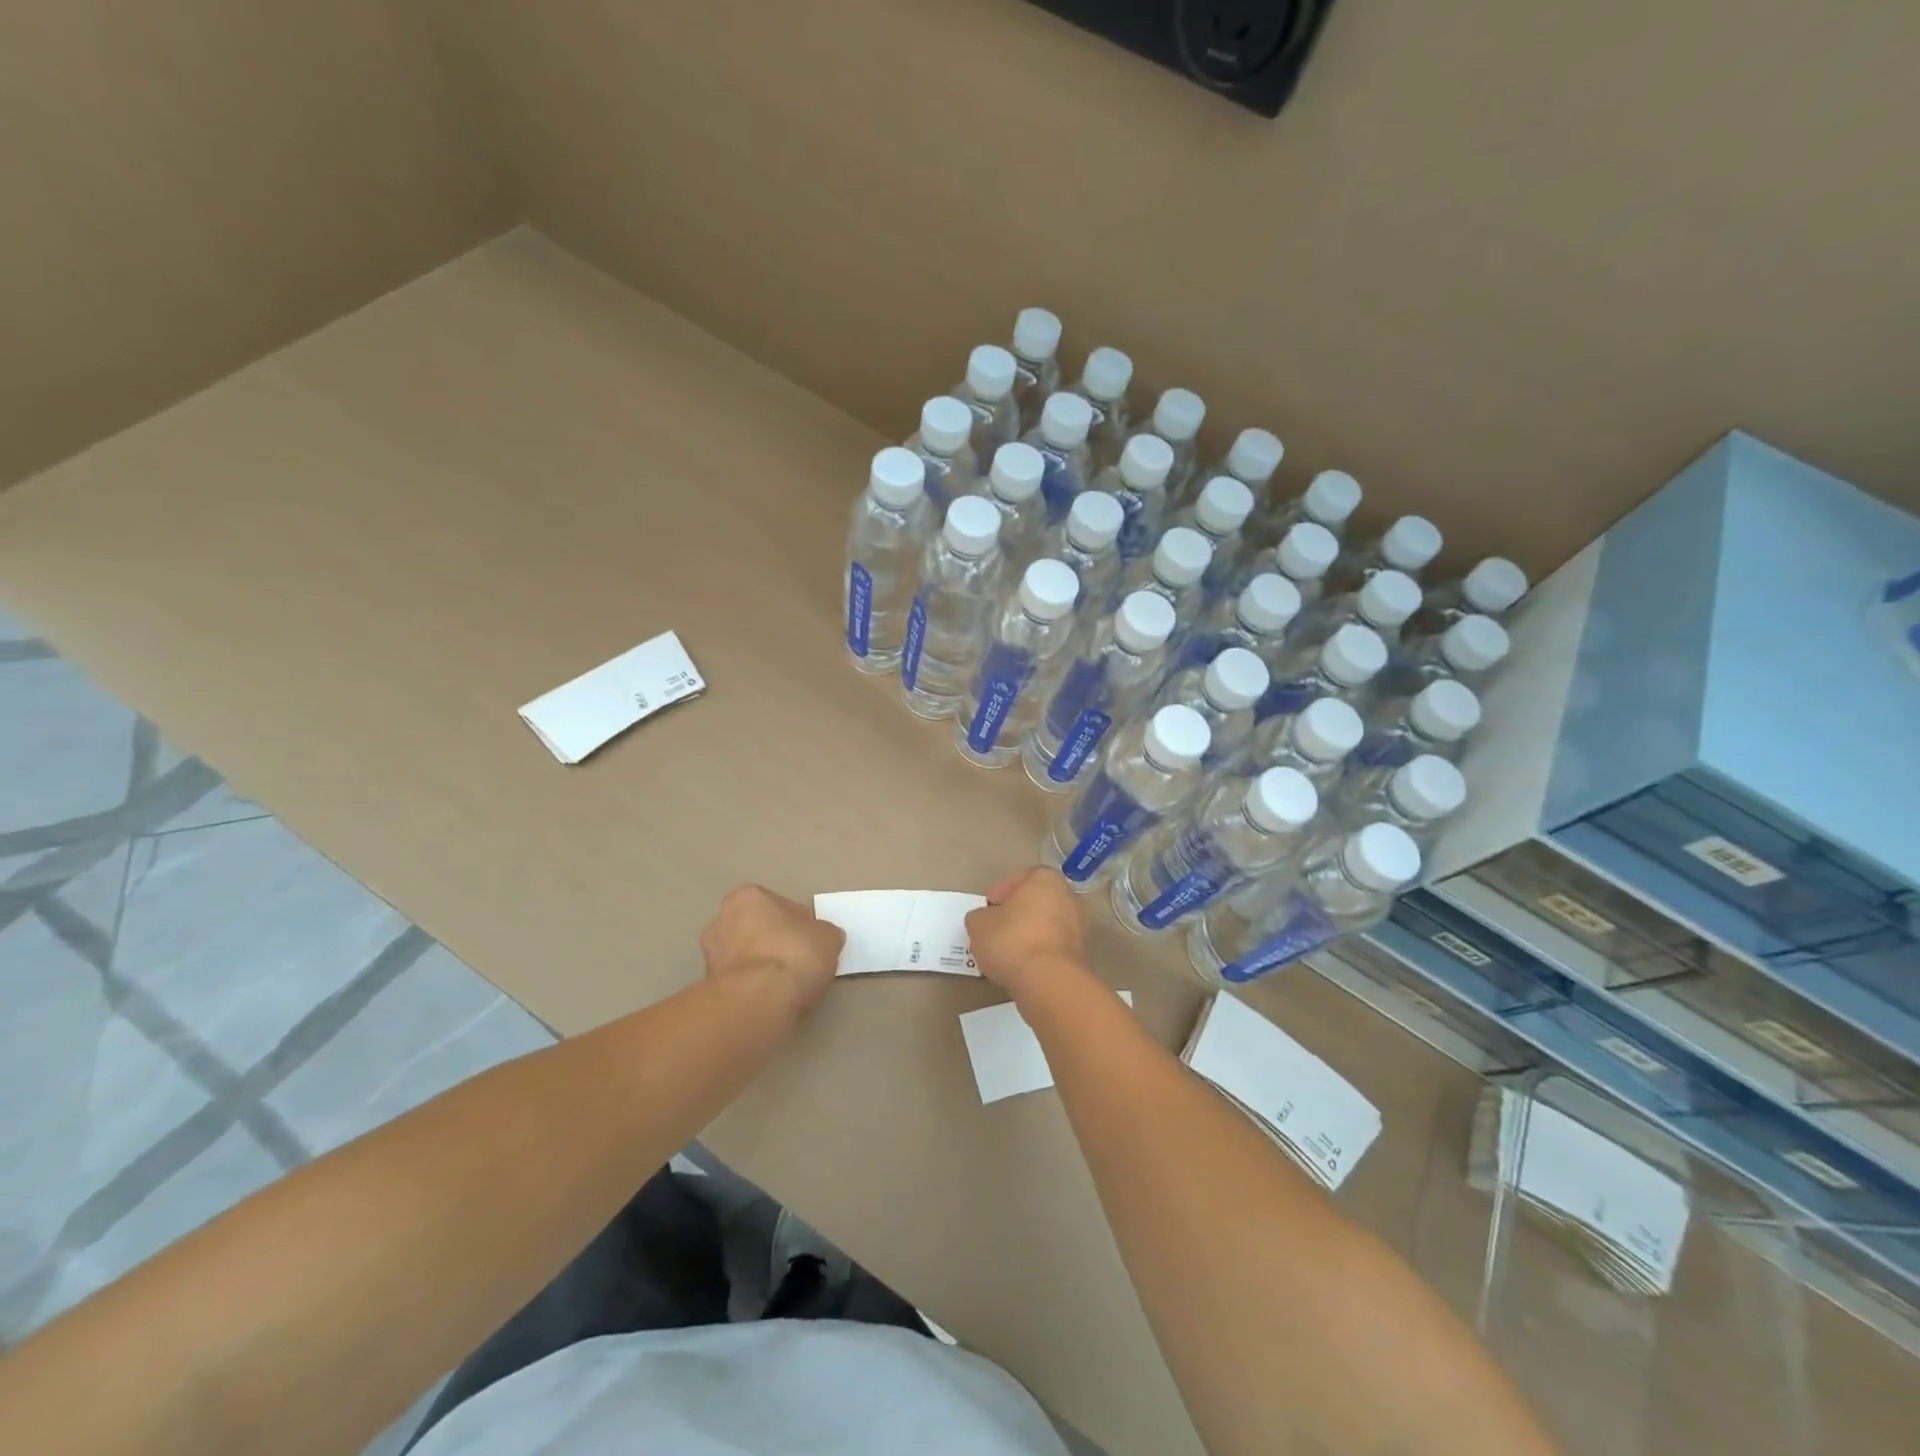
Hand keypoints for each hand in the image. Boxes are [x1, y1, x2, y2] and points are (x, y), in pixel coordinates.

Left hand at [700, 885, 844, 1013]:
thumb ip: (824, 934)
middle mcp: (721, 920)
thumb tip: (822, 939)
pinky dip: (753, 988)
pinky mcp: (708, 988)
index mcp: (747, 896)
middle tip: (798, 963)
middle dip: (774, 944)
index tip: (811, 943)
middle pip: (758, 930)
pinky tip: (771, 999)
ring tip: (786, 986)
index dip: (799, 925)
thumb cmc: (794, 954)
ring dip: (761, 967)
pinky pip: (739, 982)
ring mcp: (710, 956)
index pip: (780, 906)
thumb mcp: (828, 937)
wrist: (758, 1001)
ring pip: (745, 957)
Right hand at [965, 867, 1087, 1002]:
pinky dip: (1040, 950)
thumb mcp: (979, 924)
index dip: (1000, 892)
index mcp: (1046, 879)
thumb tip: (984, 919)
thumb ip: (980, 916)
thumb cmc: (1012, 941)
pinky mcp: (1081, 953)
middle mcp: (1068, 896)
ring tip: (1007, 950)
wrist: (1048, 982)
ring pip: (1047, 923)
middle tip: (996, 927)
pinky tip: (1022, 963)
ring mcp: (1080, 925)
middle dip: (1017, 912)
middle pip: (1036, 900)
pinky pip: (1054, 945)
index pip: (1020, 878)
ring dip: (1029, 932)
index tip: (987, 908)